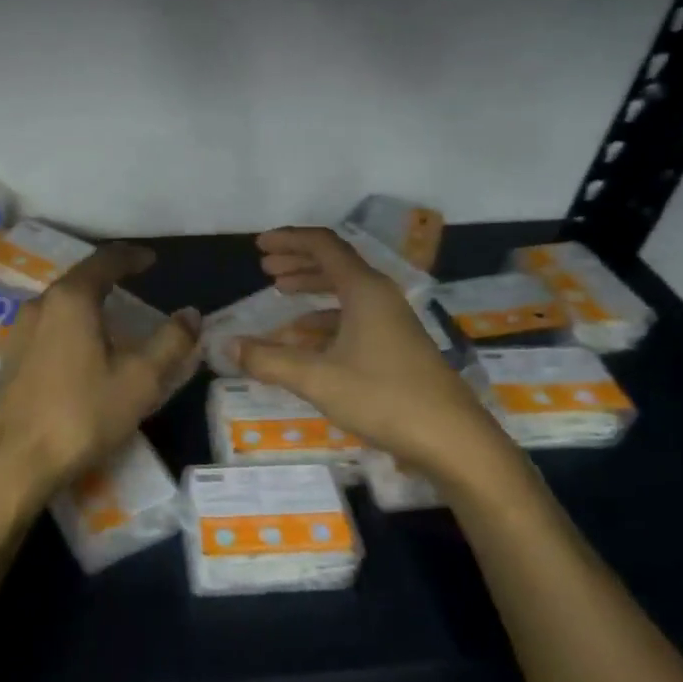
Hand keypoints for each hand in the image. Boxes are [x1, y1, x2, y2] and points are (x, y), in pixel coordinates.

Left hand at [0, 244, 199, 531]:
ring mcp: (20, 331)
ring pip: (61, 303)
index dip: (132, 256)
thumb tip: (191, 315)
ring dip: (89, 303)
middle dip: (110, 278)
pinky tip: (83, 348)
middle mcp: (40, 304)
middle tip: (137, 286)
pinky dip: (72, 324)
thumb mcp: (140, 379)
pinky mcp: (11, 357)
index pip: (105, 260)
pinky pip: (49, 326)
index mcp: (71, 299)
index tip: (152, 260)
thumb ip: (171, 341)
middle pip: (80, 278)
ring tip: (114, 318)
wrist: (17, 461)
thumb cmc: (83, 414)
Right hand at [234, 227, 511, 481]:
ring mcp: (392, 323)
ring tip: (280, 299)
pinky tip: (304, 342)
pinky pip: (353, 319)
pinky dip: (324, 322)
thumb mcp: (317, 379)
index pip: (324, 246)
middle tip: (266, 268)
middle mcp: (380, 298)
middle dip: (298, 263)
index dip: (289, 240)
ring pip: (345, 293)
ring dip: (311, 292)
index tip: (259, 246)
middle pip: (335, 265)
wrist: (453, 441)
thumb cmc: (383, 398)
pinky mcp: (396, 348)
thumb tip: (229, 346)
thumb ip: (269, 360)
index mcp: (365, 290)